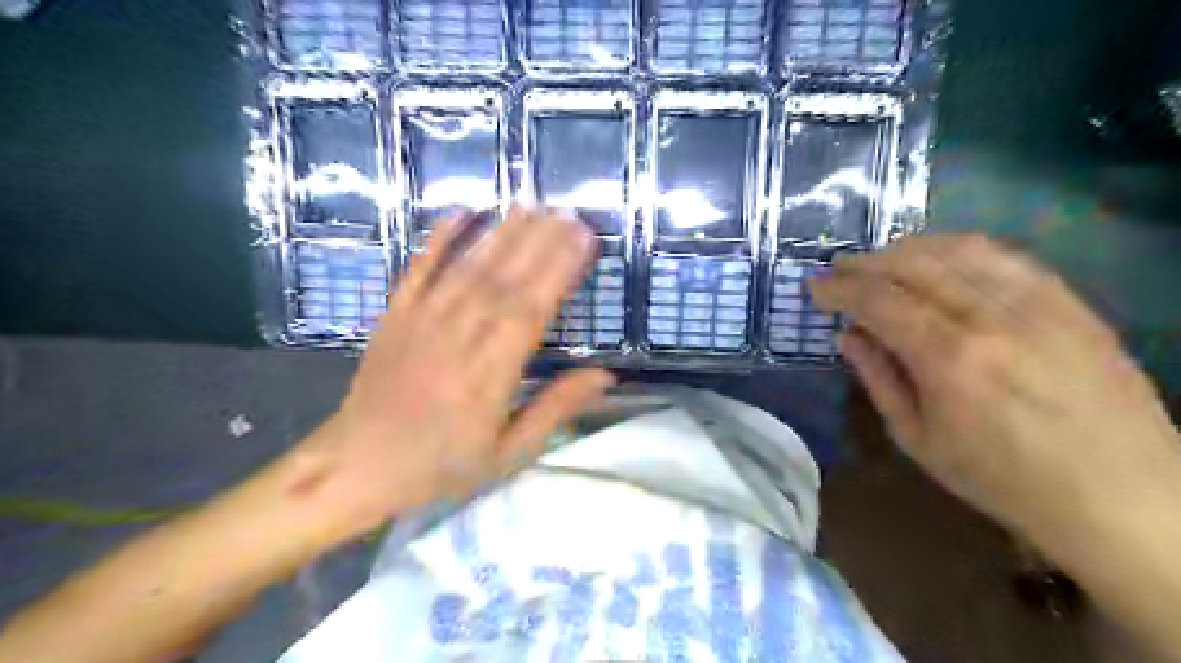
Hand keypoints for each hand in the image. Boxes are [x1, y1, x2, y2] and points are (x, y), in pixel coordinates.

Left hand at [290, 208, 614, 544]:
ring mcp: (419, 322)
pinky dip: (439, 240)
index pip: (529, 312)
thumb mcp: (508, 454)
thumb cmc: (441, 466)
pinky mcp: (394, 315)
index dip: (557, 271)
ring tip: (531, 205)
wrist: (356, 466)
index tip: (583, 239)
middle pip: (502, 281)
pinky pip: (417, 270)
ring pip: (467, 269)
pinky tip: (462, 213)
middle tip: (569, 212)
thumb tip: (606, 376)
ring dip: (501, 234)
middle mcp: (455, 340)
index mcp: (486, 378)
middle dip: (539, 243)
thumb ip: (555, 409)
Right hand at [812, 235, 1179, 539]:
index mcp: (950, 358)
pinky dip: (959, 249)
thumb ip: (878, 378)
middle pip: (914, 264)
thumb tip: (847, 335)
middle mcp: (992, 317)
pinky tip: (939, 260)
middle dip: (866, 261)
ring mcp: (1038, 303)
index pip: (879, 300)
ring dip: (908, 248)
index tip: (814, 288)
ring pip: (959, 248)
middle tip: (839, 270)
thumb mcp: (918, 439)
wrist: (1120, 497)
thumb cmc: (1002, 479)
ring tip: (881, 261)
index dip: (839, 288)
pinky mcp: (1070, 301)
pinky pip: (1004, 256)